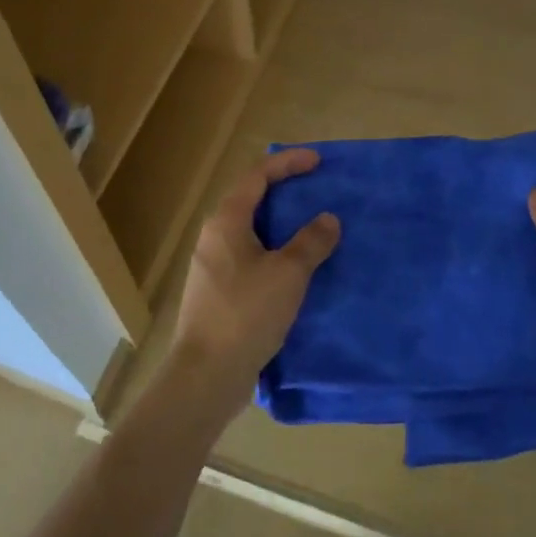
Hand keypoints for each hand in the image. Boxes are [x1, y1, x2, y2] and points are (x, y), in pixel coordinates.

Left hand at [168, 149, 340, 410]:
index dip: (288, 163)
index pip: (257, 176)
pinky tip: (296, 268)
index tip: (318, 162)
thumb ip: (311, 242)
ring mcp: (213, 265)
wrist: (207, 374)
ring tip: (312, 227)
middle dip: (284, 191)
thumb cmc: (247, 313)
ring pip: (251, 230)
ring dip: (281, 224)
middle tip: (317, 190)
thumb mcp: (288, 274)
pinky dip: (274, 250)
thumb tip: (328, 219)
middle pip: (250, 200)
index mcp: (226, 221)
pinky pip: (250, 256)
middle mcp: (214, 237)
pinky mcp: (218, 292)